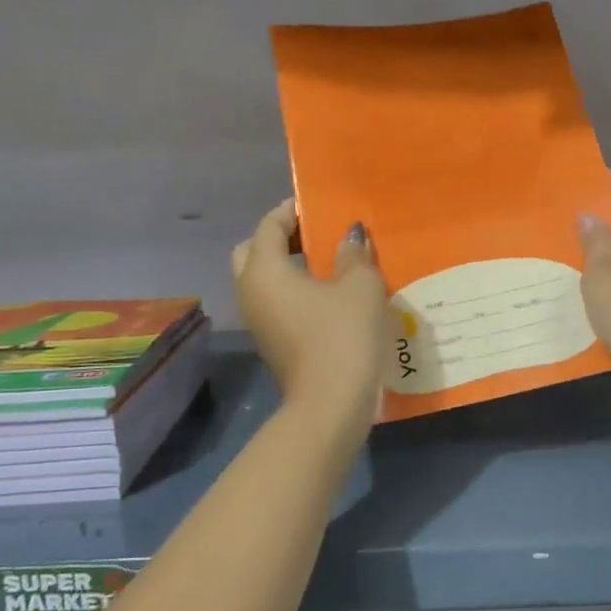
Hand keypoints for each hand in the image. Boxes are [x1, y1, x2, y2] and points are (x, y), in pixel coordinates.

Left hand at [233, 200, 388, 426]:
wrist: (331, 405)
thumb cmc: (343, 335)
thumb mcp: (360, 286)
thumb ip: (353, 253)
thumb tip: (350, 234)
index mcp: (263, 270)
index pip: (269, 225)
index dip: (293, 210)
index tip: (322, 205)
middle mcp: (250, 292)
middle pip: (255, 251)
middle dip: (282, 237)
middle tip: (317, 234)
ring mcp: (258, 321)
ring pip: (264, 279)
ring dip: (290, 265)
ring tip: (329, 261)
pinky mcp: (272, 342)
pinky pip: (276, 302)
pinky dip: (295, 289)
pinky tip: (330, 293)